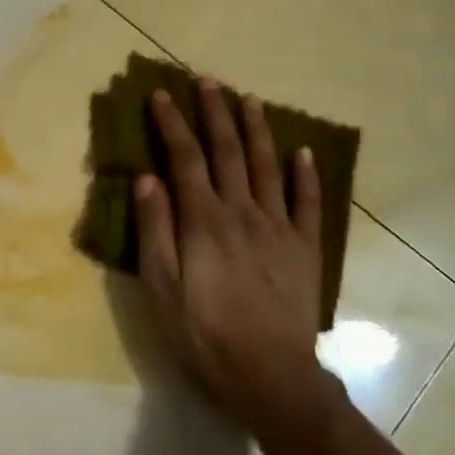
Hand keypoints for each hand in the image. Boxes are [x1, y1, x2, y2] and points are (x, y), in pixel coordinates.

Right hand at [135, 81, 345, 445]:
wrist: (269, 374)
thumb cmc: (203, 332)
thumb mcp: (161, 286)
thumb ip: (154, 229)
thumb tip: (147, 178)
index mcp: (203, 220)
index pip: (184, 158)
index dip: (172, 123)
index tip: (160, 94)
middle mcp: (242, 212)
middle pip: (228, 151)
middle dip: (215, 113)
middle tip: (208, 80)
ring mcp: (279, 228)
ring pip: (268, 166)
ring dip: (257, 130)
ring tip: (249, 99)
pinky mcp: (305, 248)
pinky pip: (307, 202)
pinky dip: (306, 174)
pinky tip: (303, 152)